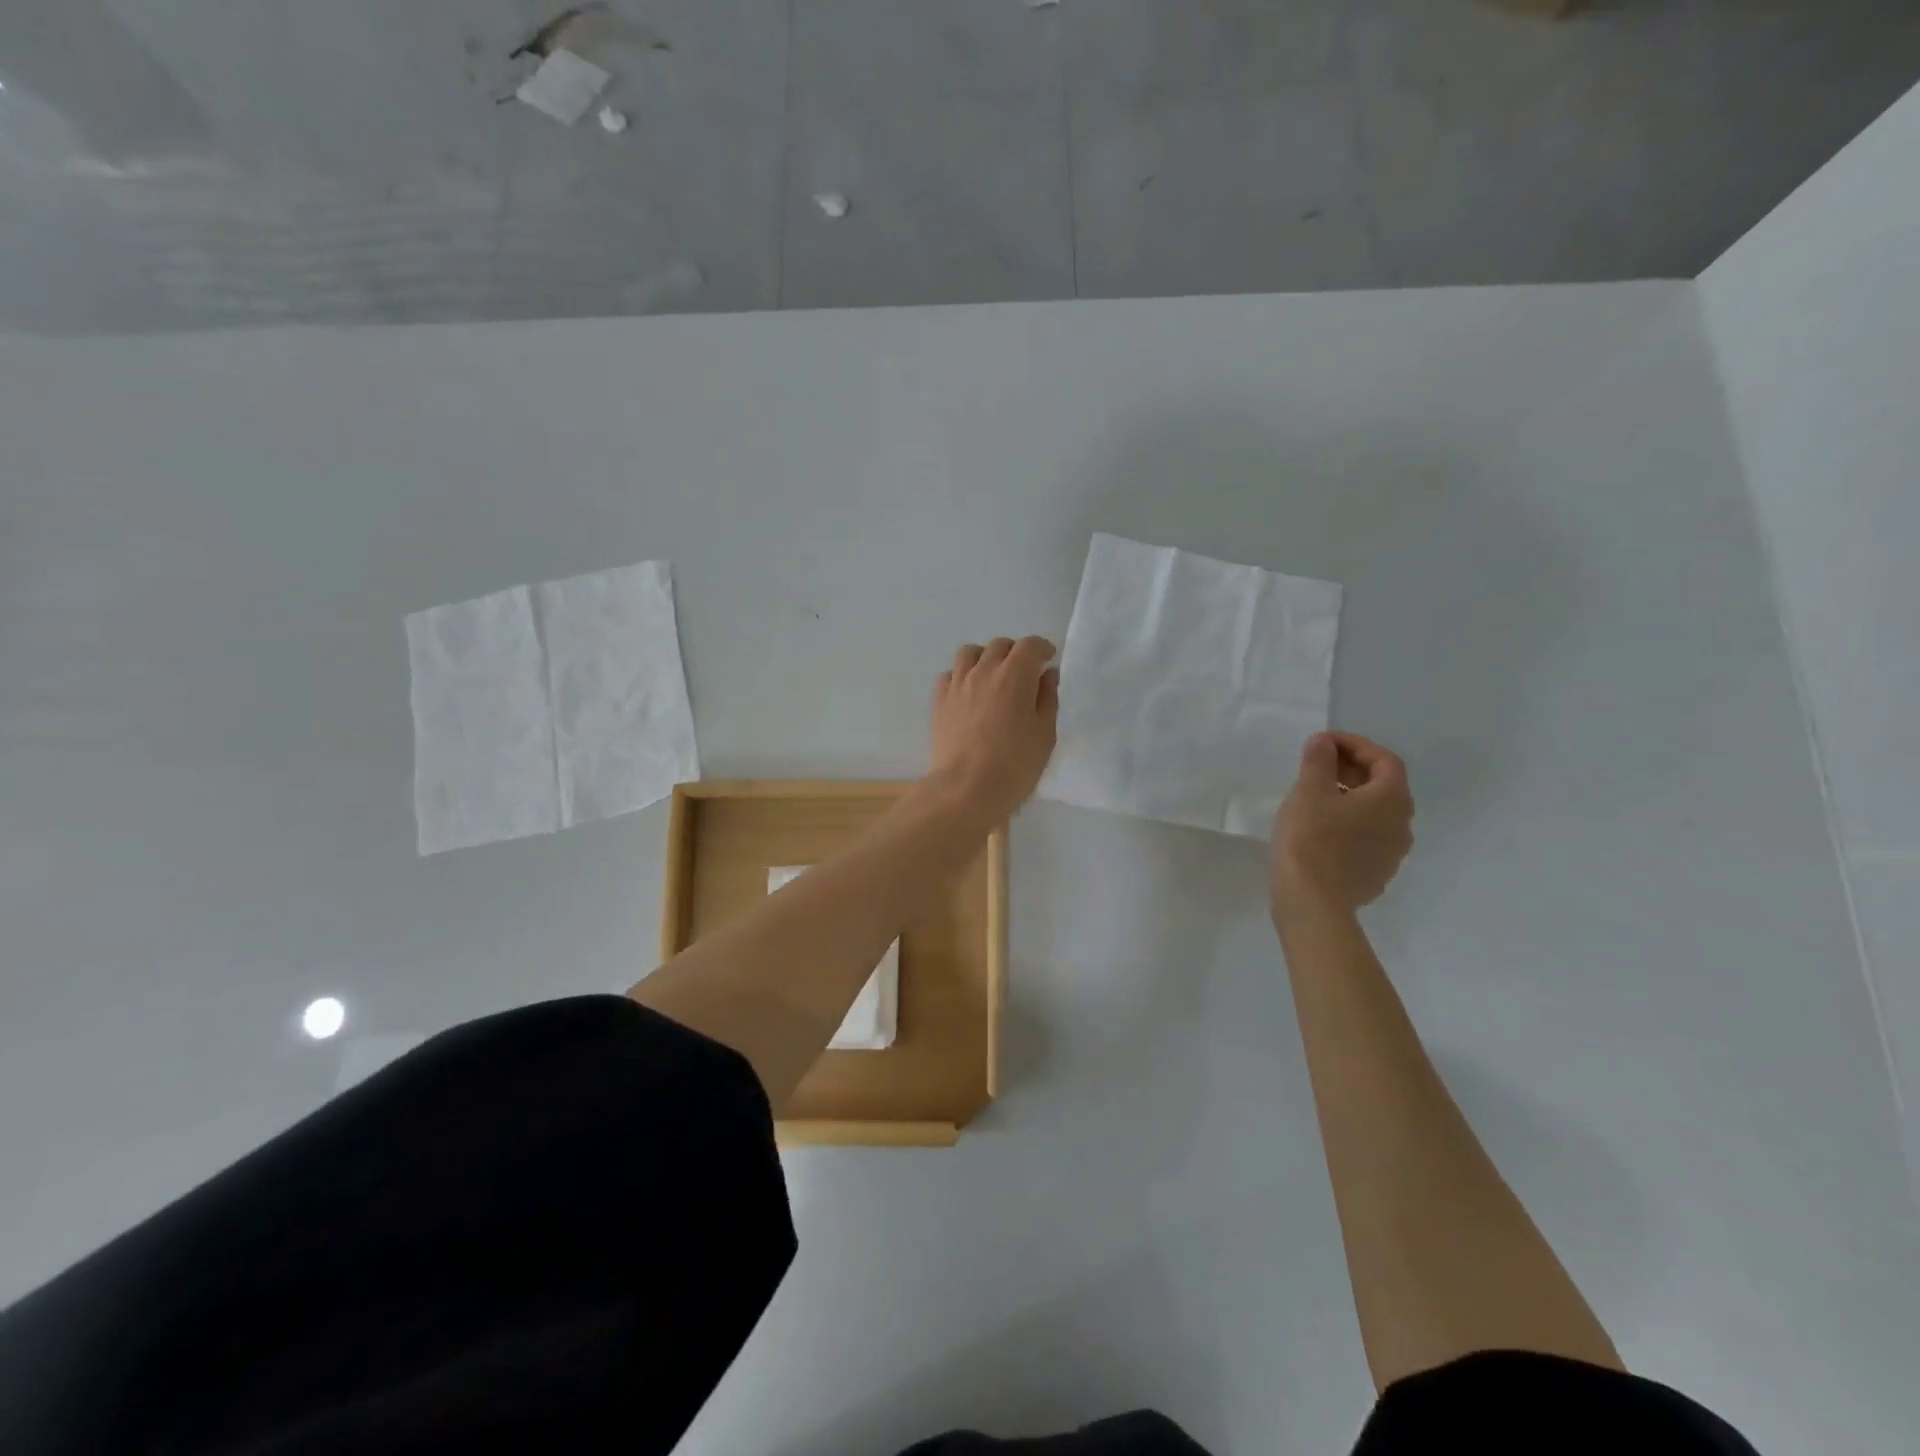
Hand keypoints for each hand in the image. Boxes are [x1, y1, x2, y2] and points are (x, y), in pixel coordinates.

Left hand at [927, 637, 1059, 821]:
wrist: (966, 788)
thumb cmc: (1015, 764)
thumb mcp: (1044, 733)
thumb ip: (1047, 699)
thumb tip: (1046, 675)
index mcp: (1014, 675)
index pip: (1030, 646)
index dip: (1042, 648)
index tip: (1047, 660)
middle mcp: (983, 671)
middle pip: (999, 645)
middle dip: (1015, 653)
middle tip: (1024, 672)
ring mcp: (957, 684)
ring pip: (970, 653)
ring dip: (985, 658)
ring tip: (993, 677)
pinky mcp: (939, 701)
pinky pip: (950, 674)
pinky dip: (962, 676)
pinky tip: (969, 693)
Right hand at [1272, 732, 1413, 920]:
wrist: (1312, 902)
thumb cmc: (1311, 838)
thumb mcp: (1309, 791)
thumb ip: (1319, 760)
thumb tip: (1324, 742)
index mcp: (1391, 799)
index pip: (1384, 759)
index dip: (1355, 744)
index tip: (1323, 742)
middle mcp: (1402, 824)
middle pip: (1383, 785)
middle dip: (1352, 769)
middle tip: (1317, 764)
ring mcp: (1392, 852)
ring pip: (1375, 813)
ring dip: (1351, 797)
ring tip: (1315, 795)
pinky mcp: (1376, 873)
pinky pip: (1367, 837)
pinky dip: (1348, 822)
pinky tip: (1320, 828)